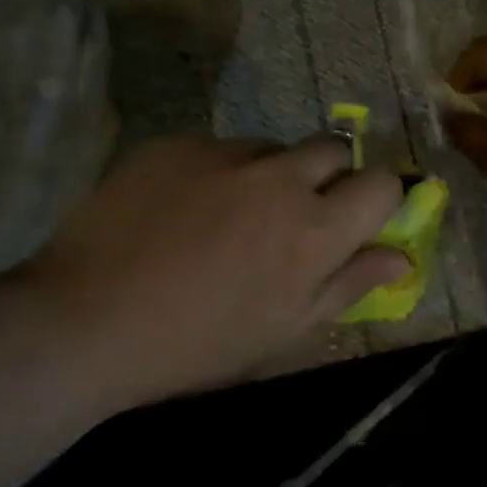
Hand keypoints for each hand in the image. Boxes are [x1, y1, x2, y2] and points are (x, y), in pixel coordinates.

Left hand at [15, 135, 405, 408]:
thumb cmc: (197, 344)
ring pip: (273, 147)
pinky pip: (219, 147)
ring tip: (229, 215)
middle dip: (330, 175)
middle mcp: (279, 177)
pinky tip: (183, 208)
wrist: (86, 319)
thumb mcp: (283, 330)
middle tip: (296, 214)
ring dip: (271, 173)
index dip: (378, 198)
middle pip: (334, 148)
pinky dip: (218, 171)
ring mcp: (225, 152)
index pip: (381, 182)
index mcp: (314, 230)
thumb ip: (348, 284)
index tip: (358, 217)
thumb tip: (400, 257)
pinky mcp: (178, 143)